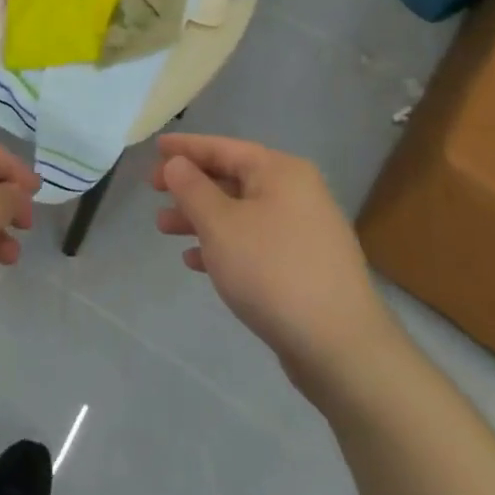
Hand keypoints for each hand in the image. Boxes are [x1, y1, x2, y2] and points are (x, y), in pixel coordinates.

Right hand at [153, 134, 391, 395]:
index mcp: (281, 172)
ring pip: (240, 213)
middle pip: (232, 178)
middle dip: (190, 186)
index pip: (223, 148)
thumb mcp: (220, 225)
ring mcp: (303, 231)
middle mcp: (297, 193)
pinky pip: (254, 242)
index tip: (156, 148)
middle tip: (153, 191)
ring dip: (201, 218)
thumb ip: (192, 188)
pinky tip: (196, 262)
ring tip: (164, 229)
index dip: (186, 147)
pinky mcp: (304, 266)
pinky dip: (224, 245)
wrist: (340, 347)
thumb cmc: (272, 271)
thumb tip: (177, 163)